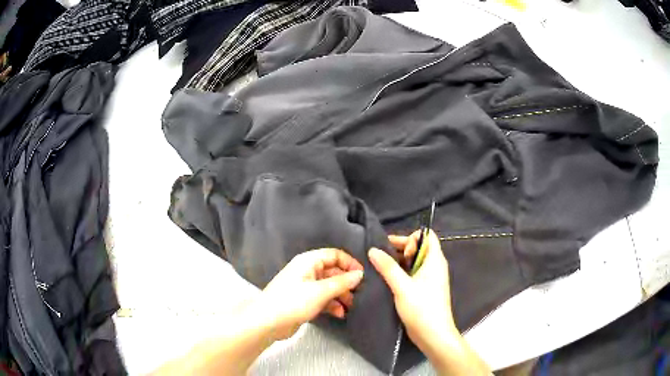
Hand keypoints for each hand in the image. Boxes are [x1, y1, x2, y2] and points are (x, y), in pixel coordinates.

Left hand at [253, 248, 363, 340]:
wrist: (268, 322)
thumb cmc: (292, 302)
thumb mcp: (320, 291)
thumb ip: (342, 282)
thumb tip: (359, 274)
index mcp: (308, 261)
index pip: (334, 255)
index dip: (349, 263)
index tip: (363, 275)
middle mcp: (307, 271)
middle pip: (333, 272)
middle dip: (346, 283)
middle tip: (359, 294)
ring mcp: (305, 287)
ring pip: (329, 287)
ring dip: (340, 296)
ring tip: (350, 306)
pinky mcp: (303, 301)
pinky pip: (322, 298)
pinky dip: (332, 305)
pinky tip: (339, 314)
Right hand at [368, 230, 457, 353]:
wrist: (433, 334)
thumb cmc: (422, 308)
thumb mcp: (402, 287)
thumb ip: (388, 267)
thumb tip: (373, 249)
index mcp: (435, 260)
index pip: (427, 235)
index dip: (411, 237)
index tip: (395, 249)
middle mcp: (435, 266)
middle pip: (419, 247)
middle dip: (401, 248)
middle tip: (382, 256)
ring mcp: (430, 278)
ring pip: (414, 261)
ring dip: (399, 261)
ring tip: (380, 266)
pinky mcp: (425, 289)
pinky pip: (413, 273)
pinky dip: (401, 272)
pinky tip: (387, 279)